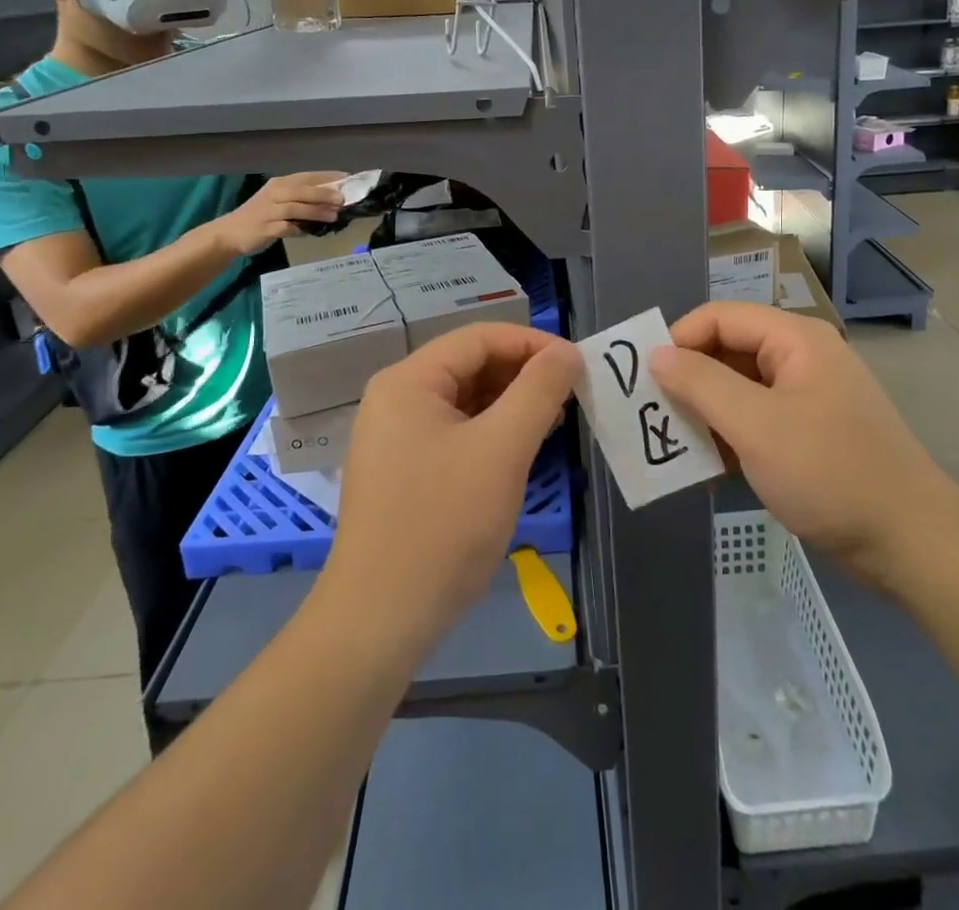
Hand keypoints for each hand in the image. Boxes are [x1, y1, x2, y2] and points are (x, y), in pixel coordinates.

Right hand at [213, 172, 346, 255]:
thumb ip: (302, 198)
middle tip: (343, 199)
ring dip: (316, 211)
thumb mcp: (280, 201)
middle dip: (324, 193)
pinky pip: (286, 227)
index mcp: (279, 184)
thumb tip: (334, 199)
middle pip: (302, 190)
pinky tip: (311, 232)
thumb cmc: (260, 216)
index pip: (307, 176)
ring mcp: (269, 211)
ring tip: (335, 215)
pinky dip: (300, 229)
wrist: (228, 233)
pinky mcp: (266, 228)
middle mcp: (274, 193)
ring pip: (296, 207)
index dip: (328, 177)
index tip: (348, 179)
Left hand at [324, 324, 580, 655]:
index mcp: (408, 381)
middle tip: (573, 395)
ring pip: (465, 400)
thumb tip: (568, 352)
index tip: (578, 365)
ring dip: (511, 404)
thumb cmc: (444, 524)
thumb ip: (539, 391)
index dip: (533, 344)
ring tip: (556, 420)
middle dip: (523, 374)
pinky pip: (455, 432)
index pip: (480, 338)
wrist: (380, 620)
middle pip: (470, 365)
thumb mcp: (502, 450)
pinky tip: (522, 449)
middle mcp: (396, 398)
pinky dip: (491, 432)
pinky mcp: (403, 470)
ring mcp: (395, 437)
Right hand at [648, 302, 954, 591]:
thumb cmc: (830, 472)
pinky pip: (754, 420)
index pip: (720, 317)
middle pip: (728, 350)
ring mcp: (805, 398)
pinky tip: (704, 467)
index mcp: (794, 339)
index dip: (679, 340)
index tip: (645, 381)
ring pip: (737, 389)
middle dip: (688, 379)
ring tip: (671, 442)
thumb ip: (701, 384)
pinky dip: (727, 436)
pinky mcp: (807, 435)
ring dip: (704, 412)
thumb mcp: (757, 425)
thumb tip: (656, 354)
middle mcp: (799, 358)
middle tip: (651, 414)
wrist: (910, 543)